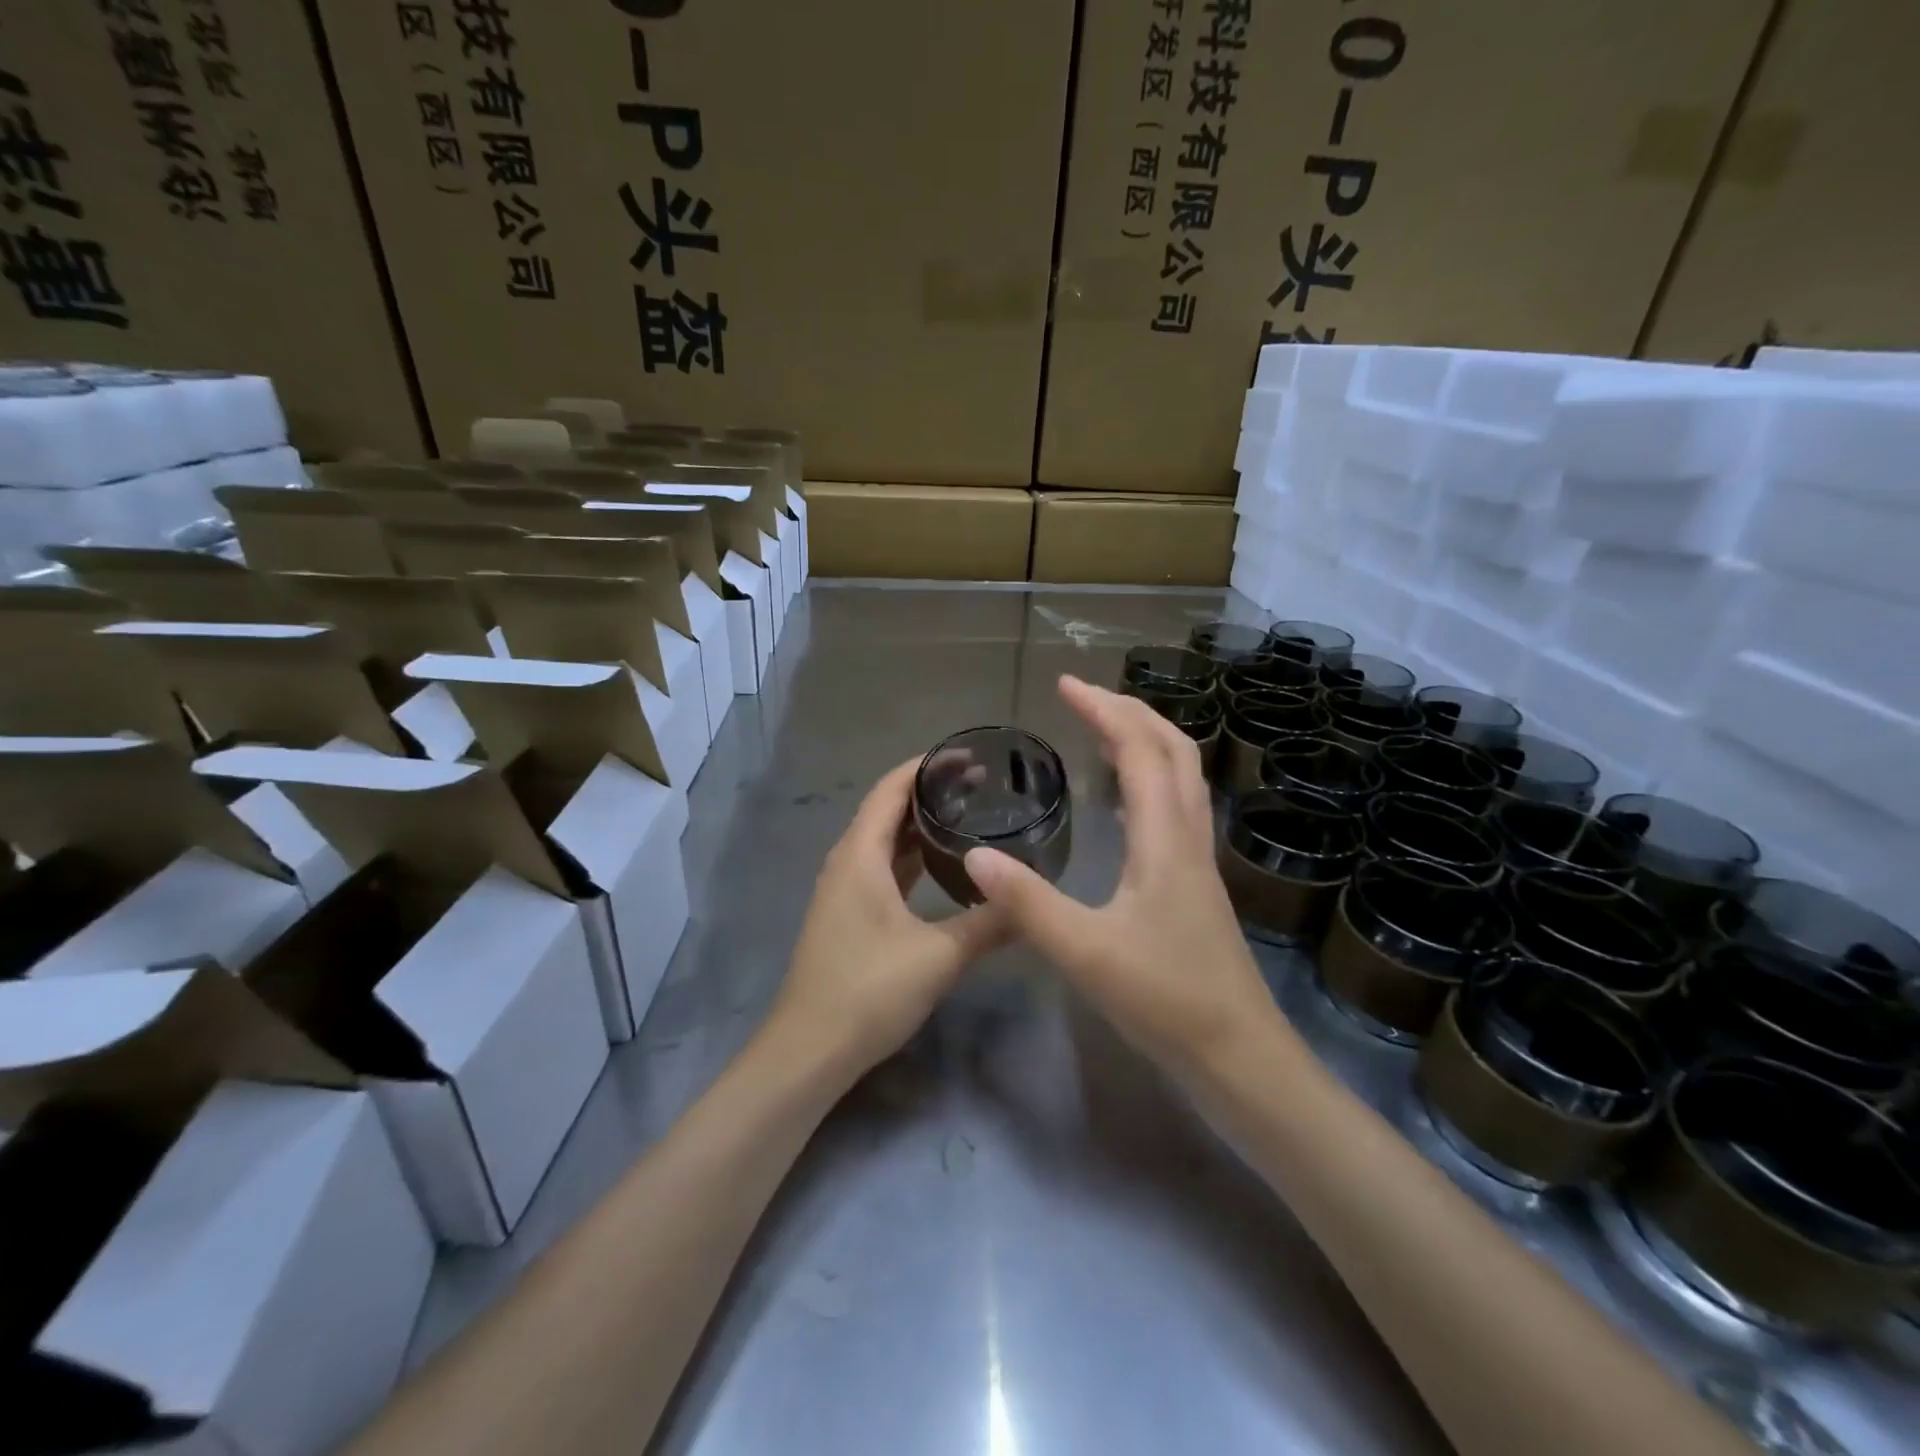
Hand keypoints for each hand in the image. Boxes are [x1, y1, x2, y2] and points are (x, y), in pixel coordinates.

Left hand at [767, 759, 1008, 1077]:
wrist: (809, 1050)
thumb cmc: (869, 990)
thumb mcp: (939, 956)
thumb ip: (988, 925)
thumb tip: (1033, 904)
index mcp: (860, 855)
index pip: (891, 789)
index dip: (926, 766)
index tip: (968, 756)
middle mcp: (847, 863)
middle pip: (886, 810)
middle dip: (929, 792)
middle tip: (980, 785)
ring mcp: (844, 890)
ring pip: (884, 842)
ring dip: (919, 825)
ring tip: (967, 816)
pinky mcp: (848, 915)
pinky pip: (882, 869)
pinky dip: (911, 857)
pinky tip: (942, 866)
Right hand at [964, 676, 1280, 1075]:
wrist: (1239, 1057)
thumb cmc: (1165, 1000)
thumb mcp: (1086, 952)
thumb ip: (1028, 903)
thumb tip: (975, 858)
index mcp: (1165, 840)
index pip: (1140, 750)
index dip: (1104, 710)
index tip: (1065, 685)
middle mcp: (1189, 838)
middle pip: (1174, 751)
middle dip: (1130, 712)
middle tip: (1084, 699)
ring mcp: (1198, 862)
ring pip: (1182, 779)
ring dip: (1146, 742)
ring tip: (1103, 732)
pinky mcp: (1196, 887)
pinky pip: (1177, 810)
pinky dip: (1151, 782)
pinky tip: (1125, 803)